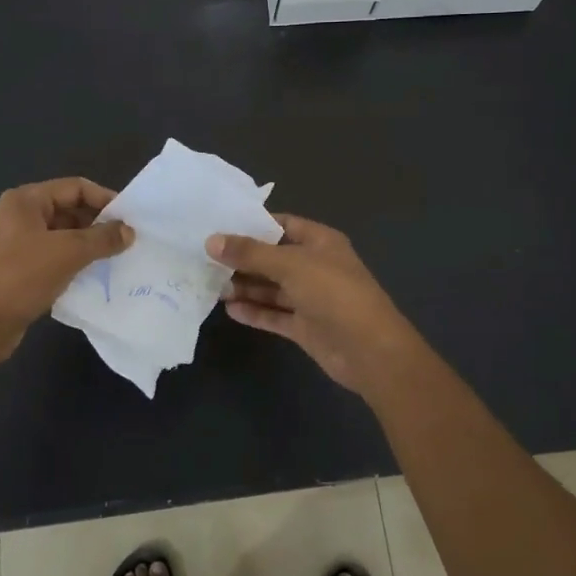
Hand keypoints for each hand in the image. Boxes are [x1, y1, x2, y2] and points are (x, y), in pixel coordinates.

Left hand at [0, 178, 133, 363]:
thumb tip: (129, 231)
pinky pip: (52, 258)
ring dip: (87, 246)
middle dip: (97, 224)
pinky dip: (72, 264)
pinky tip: (92, 278)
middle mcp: (18, 216)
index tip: (131, 219)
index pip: (75, 187)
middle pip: (68, 210)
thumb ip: (101, 239)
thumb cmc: (18, 278)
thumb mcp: (67, 253)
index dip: (105, 199)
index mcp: (25, 201)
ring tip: (115, 260)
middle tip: (127, 242)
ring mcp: (15, 244)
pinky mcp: (16, 270)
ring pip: (61, 237)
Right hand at [207, 214, 427, 399]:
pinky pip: (275, 314)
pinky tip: (229, 309)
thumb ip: (250, 254)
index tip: (218, 226)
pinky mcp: (305, 327)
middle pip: (273, 258)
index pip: (282, 224)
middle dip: (243, 259)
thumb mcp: (290, 265)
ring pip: (272, 288)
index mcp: (320, 242)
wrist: (370, 350)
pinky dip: (254, 312)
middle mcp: (315, 267)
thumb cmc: (334, 293)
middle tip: (205, 259)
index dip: (253, 225)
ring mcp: (311, 298)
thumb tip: (211, 241)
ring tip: (212, 285)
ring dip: (245, 287)